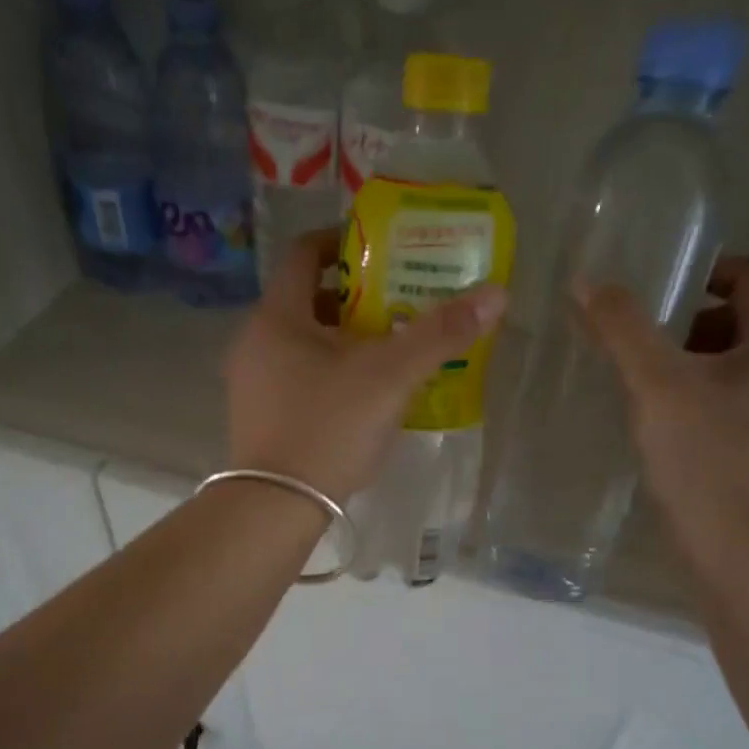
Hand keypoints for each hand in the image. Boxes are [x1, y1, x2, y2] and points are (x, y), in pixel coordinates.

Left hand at [227, 228, 506, 503]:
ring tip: (392, 349)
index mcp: (277, 316)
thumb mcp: (390, 376)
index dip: (343, 242)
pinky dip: (332, 372)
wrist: (276, 507)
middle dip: (357, 297)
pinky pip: (299, 377)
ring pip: (305, 343)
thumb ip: (440, 334)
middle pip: (309, 300)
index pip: (304, 253)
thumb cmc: (328, 427)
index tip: (383, 249)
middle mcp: (255, 341)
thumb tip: (496, 294)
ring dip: (347, 339)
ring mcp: (252, 383)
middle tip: (402, 302)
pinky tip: (365, 395)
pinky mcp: (260, 417)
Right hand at [578, 256, 748, 569]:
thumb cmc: (703, 456)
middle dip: (683, 322)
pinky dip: (681, 396)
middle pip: (732, 320)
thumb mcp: (656, 384)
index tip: (660, 290)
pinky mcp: (744, 446)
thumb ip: (622, 330)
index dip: (709, 270)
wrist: (734, 546)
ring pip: (719, 364)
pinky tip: (647, 418)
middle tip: (637, 341)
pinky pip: (712, 400)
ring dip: (678, 361)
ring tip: (634, 381)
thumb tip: (585, 281)